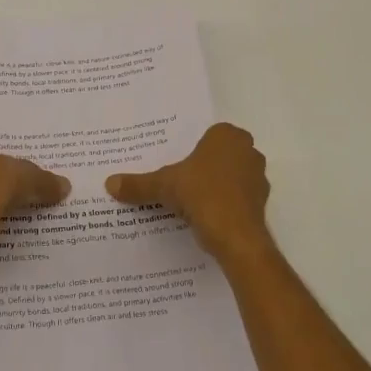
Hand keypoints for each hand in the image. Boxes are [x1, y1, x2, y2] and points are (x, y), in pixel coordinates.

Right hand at [106, 123, 271, 259]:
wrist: (236, 236)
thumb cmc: (201, 195)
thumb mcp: (163, 186)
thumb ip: (138, 184)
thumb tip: (109, 183)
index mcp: (226, 136)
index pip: (206, 135)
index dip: (191, 148)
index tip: (176, 162)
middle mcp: (247, 150)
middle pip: (219, 155)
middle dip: (203, 166)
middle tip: (179, 179)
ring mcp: (258, 176)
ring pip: (231, 176)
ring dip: (215, 185)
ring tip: (190, 200)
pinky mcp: (261, 202)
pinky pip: (238, 197)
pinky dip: (225, 204)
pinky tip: (206, 216)